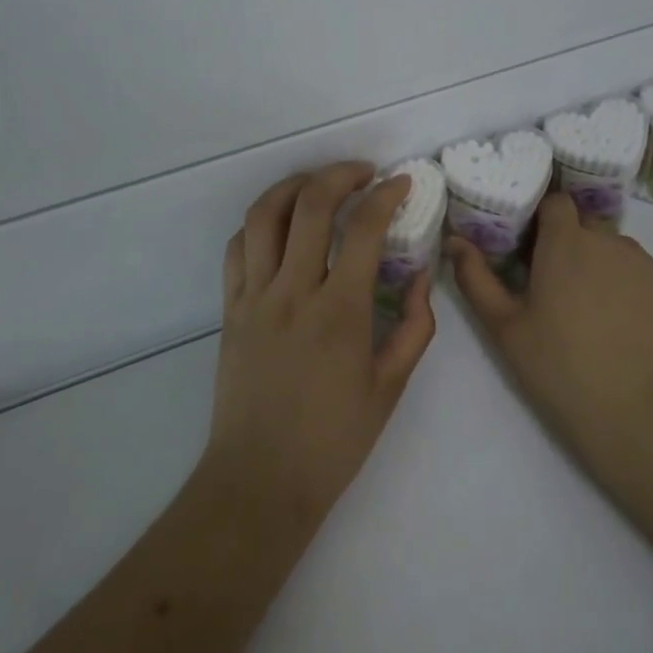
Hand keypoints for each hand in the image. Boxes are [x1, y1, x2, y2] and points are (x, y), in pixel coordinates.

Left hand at [205, 161, 438, 526]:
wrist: (260, 480)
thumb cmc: (333, 440)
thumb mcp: (390, 387)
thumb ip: (414, 327)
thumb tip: (422, 278)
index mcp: (339, 312)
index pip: (364, 229)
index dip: (386, 196)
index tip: (402, 183)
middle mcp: (293, 291)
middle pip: (310, 205)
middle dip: (341, 174)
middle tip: (364, 173)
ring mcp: (254, 296)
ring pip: (264, 215)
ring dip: (294, 186)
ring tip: (319, 184)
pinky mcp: (230, 308)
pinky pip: (237, 247)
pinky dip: (260, 223)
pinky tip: (280, 225)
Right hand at [450, 191, 652, 469]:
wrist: (637, 416)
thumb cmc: (558, 368)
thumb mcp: (504, 327)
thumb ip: (475, 278)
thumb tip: (455, 241)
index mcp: (566, 242)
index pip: (555, 203)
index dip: (542, 220)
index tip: (531, 249)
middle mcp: (610, 240)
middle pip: (585, 227)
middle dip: (569, 246)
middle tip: (556, 288)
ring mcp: (647, 263)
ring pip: (616, 250)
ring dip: (601, 267)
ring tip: (592, 313)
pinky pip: (644, 275)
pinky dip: (631, 289)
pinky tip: (625, 328)